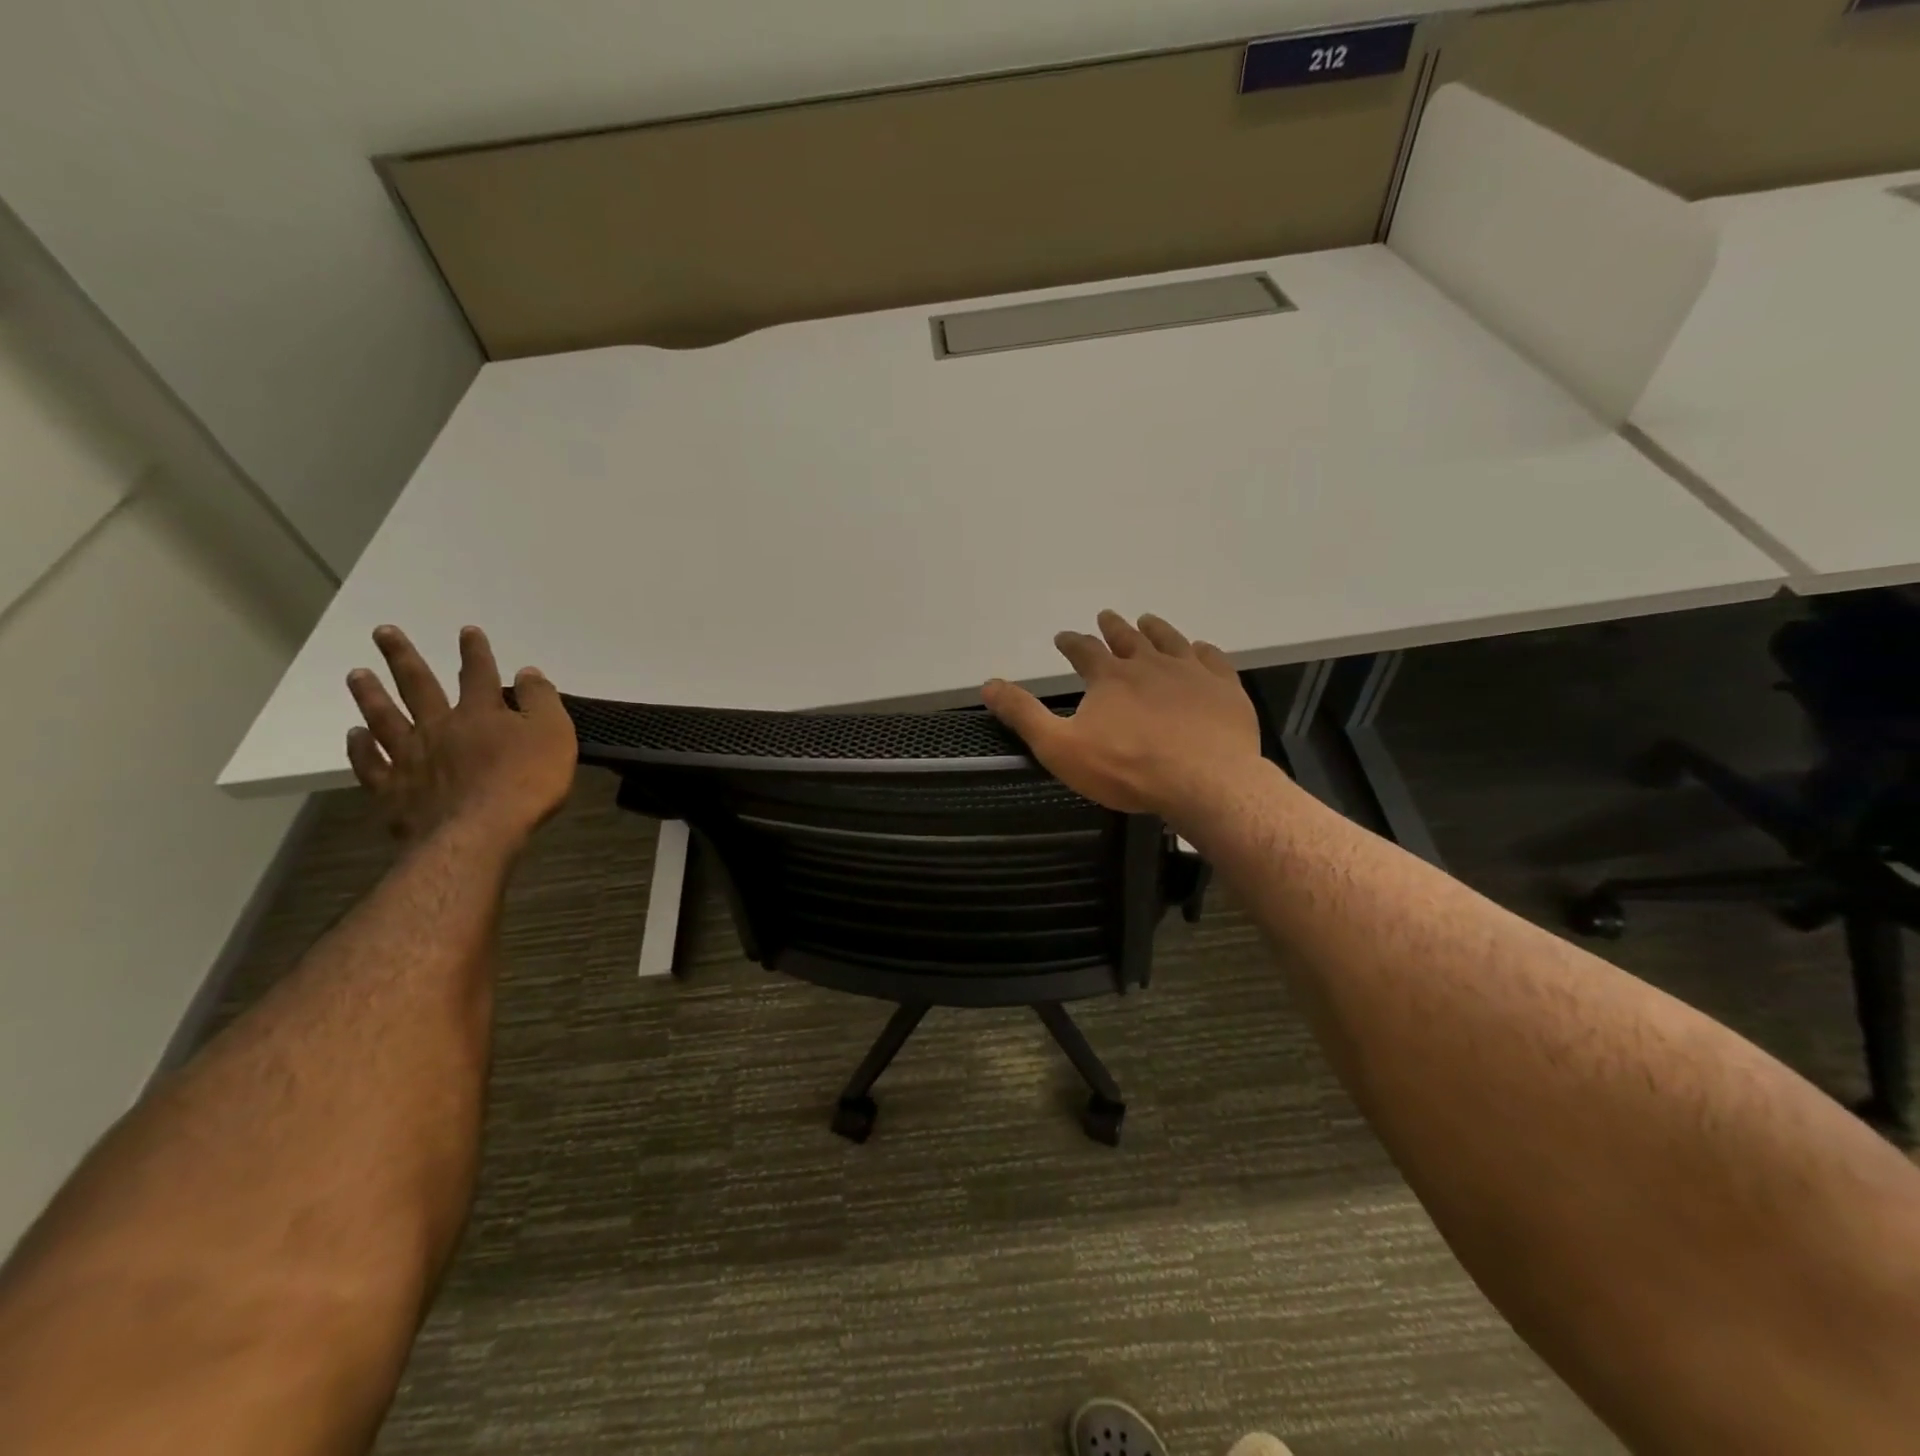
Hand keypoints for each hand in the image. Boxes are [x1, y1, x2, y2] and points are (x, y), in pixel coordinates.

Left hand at [345, 625, 576, 845]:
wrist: (480, 832)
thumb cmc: (526, 782)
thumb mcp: (553, 735)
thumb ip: (541, 701)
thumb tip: (527, 671)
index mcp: (480, 713)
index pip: (479, 673)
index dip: (475, 651)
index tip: (466, 631)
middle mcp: (439, 727)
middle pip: (418, 686)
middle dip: (403, 657)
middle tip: (383, 632)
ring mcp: (411, 758)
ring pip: (385, 718)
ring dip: (371, 695)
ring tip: (357, 674)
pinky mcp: (394, 790)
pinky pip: (372, 764)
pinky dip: (360, 748)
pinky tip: (353, 735)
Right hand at [982, 610, 1263, 822]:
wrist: (1204, 781)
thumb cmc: (1127, 769)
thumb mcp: (1061, 748)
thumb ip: (1024, 715)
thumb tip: (989, 684)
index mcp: (1109, 676)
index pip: (1083, 650)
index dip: (1071, 642)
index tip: (1064, 637)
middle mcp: (1149, 663)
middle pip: (1127, 637)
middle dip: (1113, 627)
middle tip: (1106, 616)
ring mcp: (1191, 673)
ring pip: (1169, 641)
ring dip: (1155, 629)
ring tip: (1147, 621)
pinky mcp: (1224, 688)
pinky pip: (1212, 660)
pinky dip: (1202, 651)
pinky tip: (1200, 650)